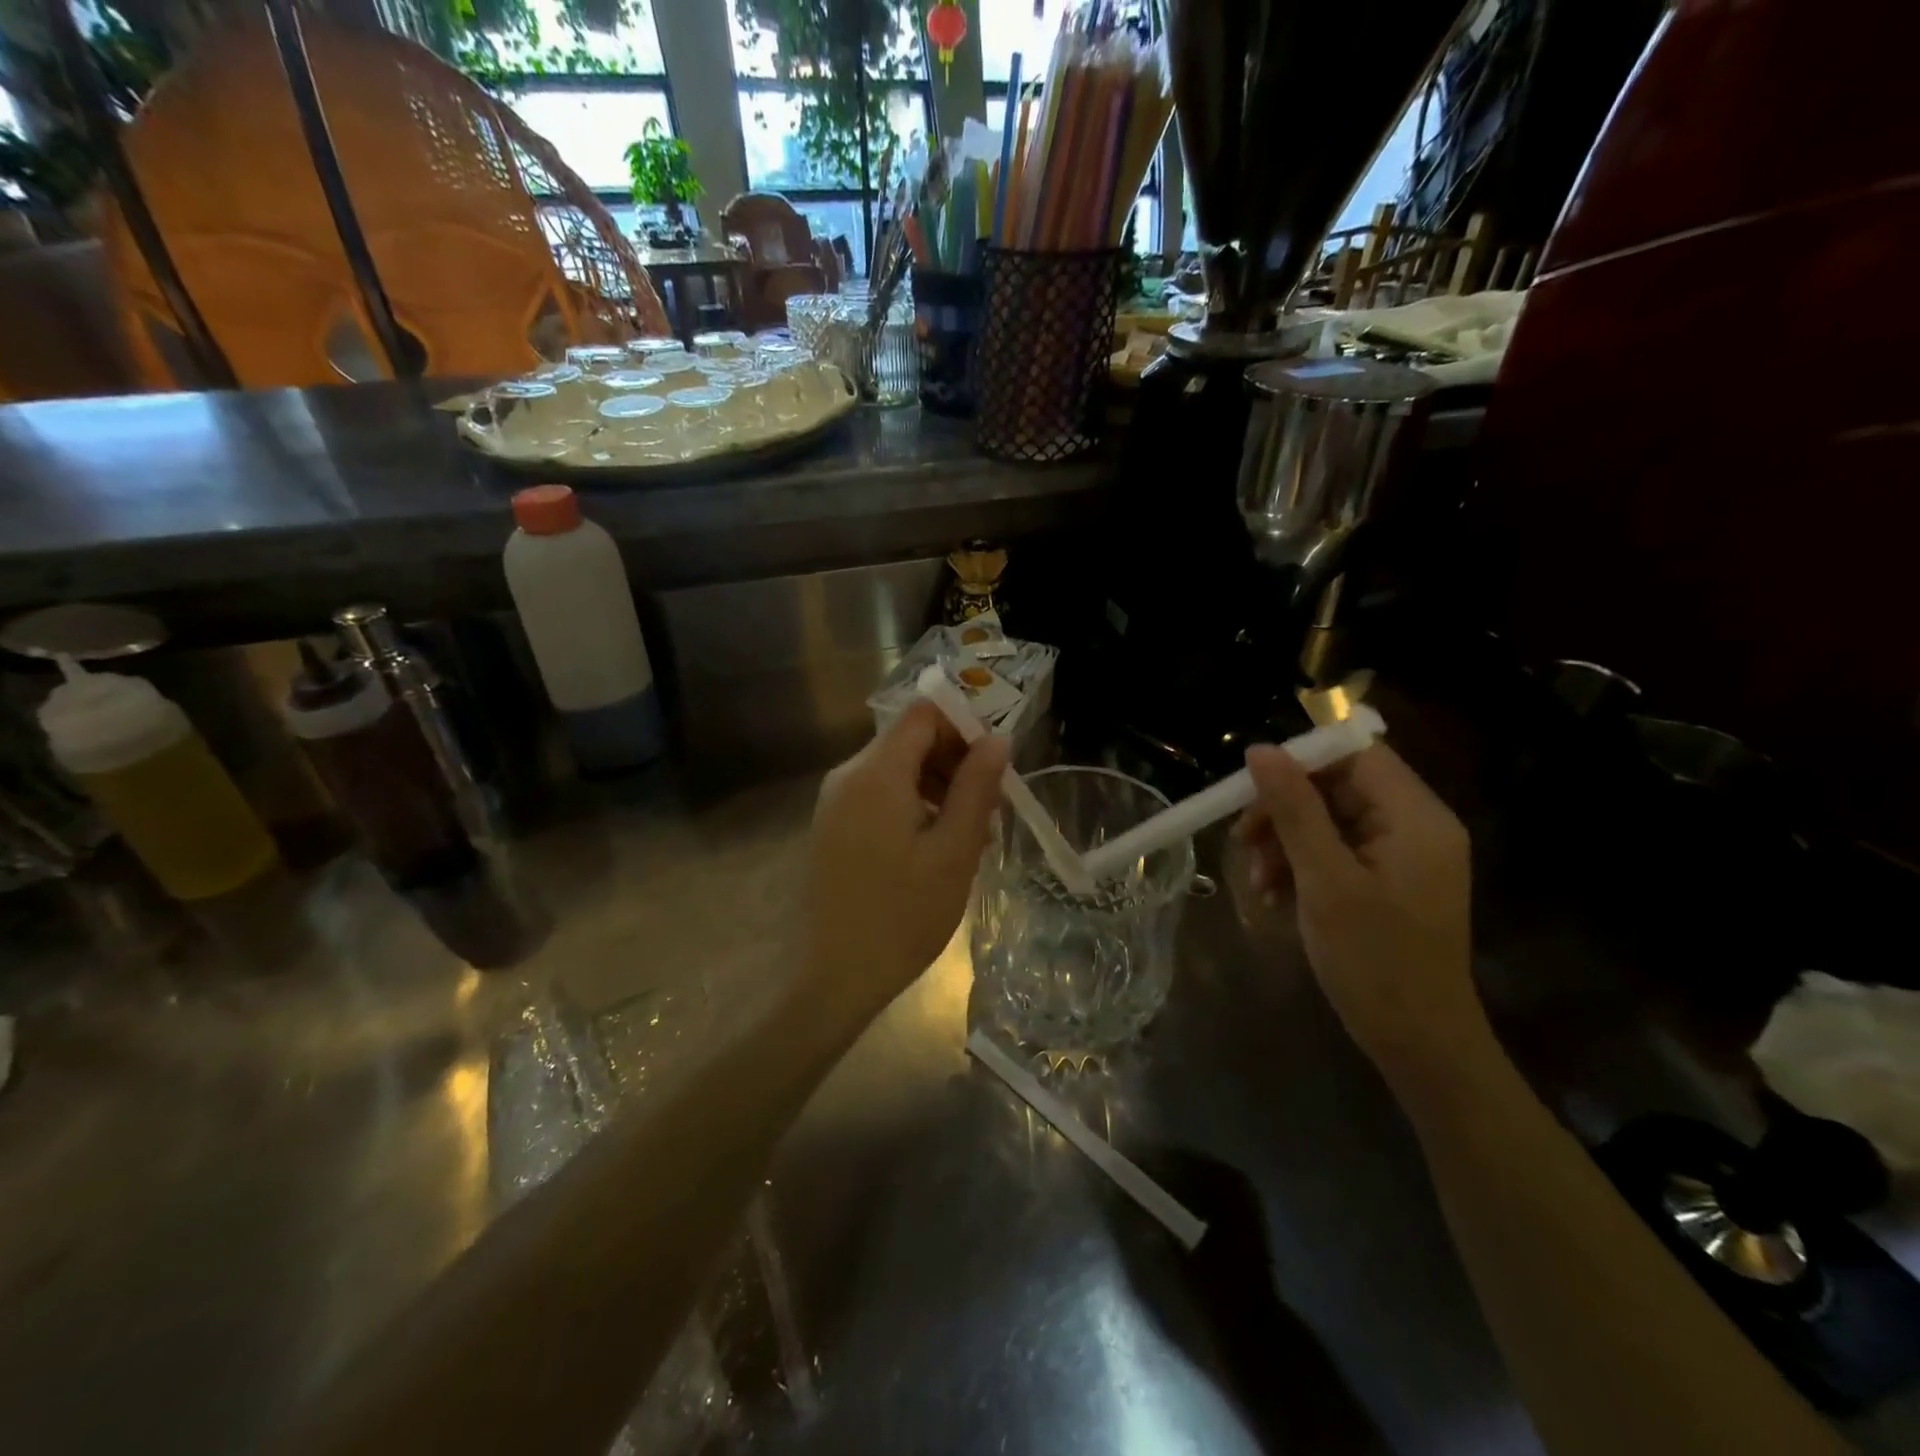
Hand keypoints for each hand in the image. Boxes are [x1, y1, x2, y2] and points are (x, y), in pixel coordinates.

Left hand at [805, 702, 1007, 1019]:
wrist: (834, 976)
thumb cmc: (903, 915)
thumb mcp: (954, 851)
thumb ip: (977, 787)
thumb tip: (998, 737)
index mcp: (876, 773)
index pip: (924, 714)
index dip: (964, 726)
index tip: (994, 764)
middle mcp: (848, 775)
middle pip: (909, 739)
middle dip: (954, 761)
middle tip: (990, 809)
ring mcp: (834, 801)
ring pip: (896, 768)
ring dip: (937, 786)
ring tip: (968, 834)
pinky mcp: (831, 826)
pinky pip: (878, 795)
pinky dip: (912, 805)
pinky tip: (933, 847)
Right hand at [1234, 742, 1481, 1088]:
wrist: (1419, 1045)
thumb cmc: (1375, 960)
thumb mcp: (1325, 881)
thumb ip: (1294, 811)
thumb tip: (1261, 750)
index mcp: (1415, 817)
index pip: (1354, 754)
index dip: (1300, 760)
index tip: (1251, 787)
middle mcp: (1414, 826)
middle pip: (1336, 787)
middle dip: (1283, 810)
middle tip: (1242, 841)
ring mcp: (1400, 856)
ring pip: (1327, 820)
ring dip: (1284, 842)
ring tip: (1257, 880)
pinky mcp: (1385, 882)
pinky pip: (1333, 852)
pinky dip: (1299, 866)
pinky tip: (1273, 895)